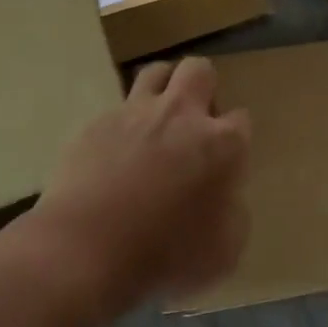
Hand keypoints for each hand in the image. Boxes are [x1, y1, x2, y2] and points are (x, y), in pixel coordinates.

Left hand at [27, 57, 252, 314]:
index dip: (234, 140)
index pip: (241, 121)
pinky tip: (114, 156)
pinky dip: (122, 126)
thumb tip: (223, 197)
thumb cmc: (165, 256)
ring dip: (163, 89)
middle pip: (199, 70)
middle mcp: (180, 115)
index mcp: (221, 144)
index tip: (224, 163)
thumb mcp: (225, 251)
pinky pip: (116, 110)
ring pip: (155, 72)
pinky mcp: (95, 124)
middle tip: (194, 124)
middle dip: (202, 88)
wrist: (86, 249)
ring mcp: (134, 114)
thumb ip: (232, 213)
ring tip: (156, 123)